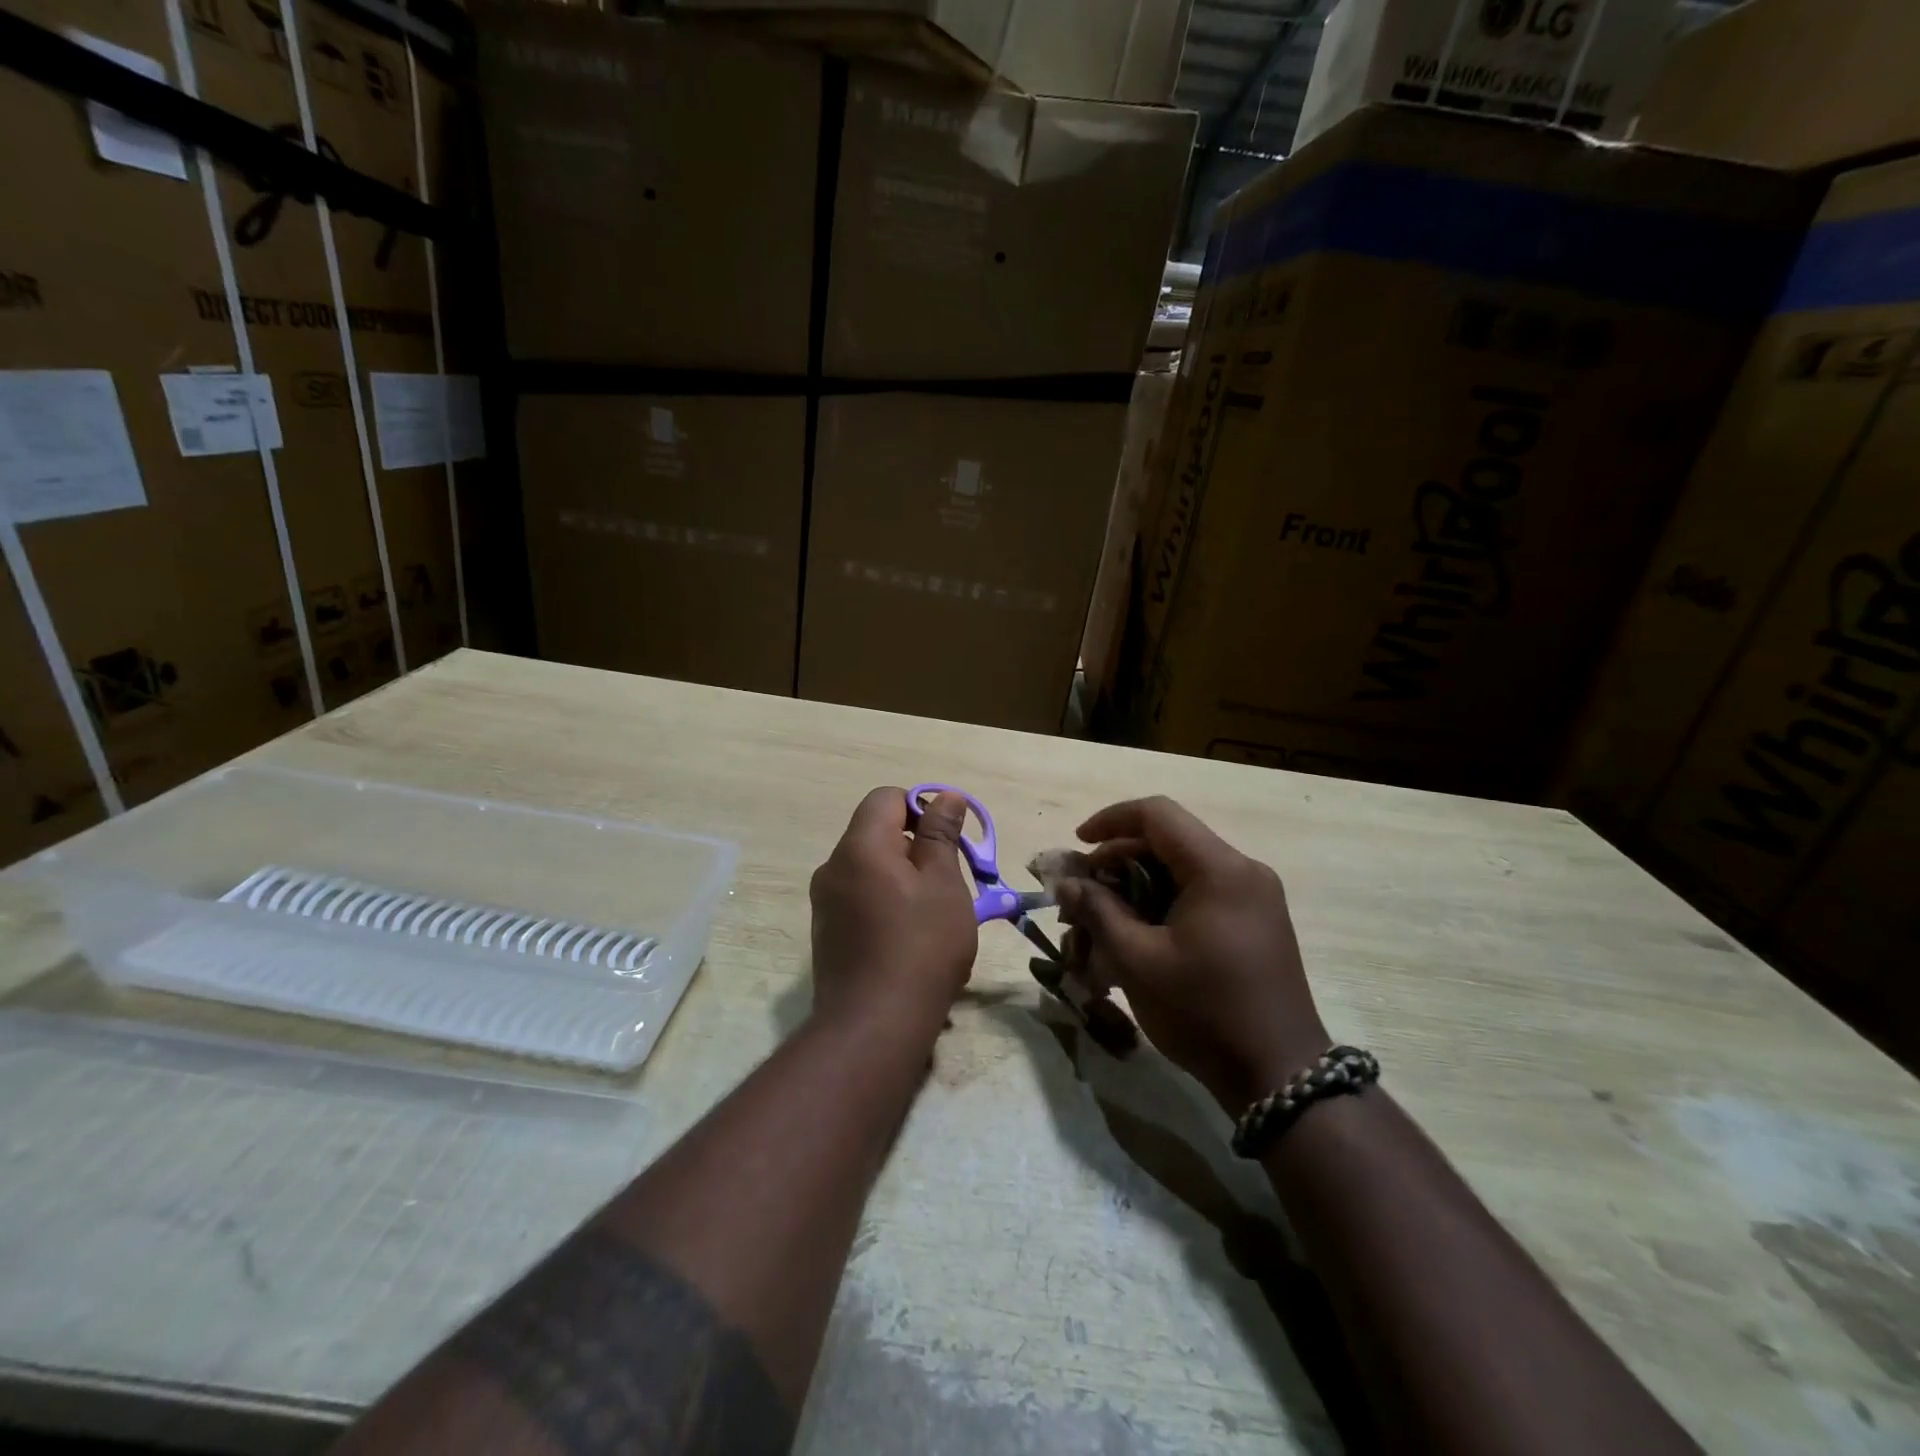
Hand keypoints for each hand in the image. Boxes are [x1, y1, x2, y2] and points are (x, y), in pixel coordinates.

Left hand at [808, 787, 978, 1033]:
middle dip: (914, 848)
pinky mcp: (825, 932)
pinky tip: (906, 939)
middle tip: (947, 883)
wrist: (874, 1026)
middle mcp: (833, 866)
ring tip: (931, 915)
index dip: (920, 809)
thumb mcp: (944, 884)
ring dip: (901, 877)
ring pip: (869, 868)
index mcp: (860, 846)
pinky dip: (883, 902)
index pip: (887, 798)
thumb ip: (941, 835)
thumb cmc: (921, 946)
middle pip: (876, 833)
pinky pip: (858, 897)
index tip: (947, 843)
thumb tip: (945, 796)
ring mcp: (824, 902)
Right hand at [1056, 796, 1328, 1114]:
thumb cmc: (1204, 1012)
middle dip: (1117, 863)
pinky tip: (1135, 939)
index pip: (1157, 815)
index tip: (1077, 846)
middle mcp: (1242, 871)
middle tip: (1082, 897)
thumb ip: (1098, 910)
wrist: (1279, 1077)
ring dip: (1136, 889)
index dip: (1110, 821)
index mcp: (1219, 869)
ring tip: (1101, 925)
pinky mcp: (1255, 923)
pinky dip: (1162, 907)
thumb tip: (1066, 882)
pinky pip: (1199, 896)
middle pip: (1167, 843)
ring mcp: (1254, 898)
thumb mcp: (1138, 960)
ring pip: (1180, 872)